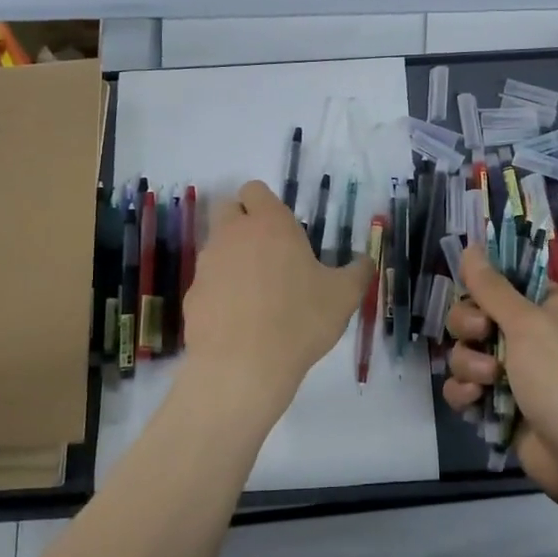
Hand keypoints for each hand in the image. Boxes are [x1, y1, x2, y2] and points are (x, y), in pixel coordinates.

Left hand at [181, 180, 370, 411]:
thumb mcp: (344, 296)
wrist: (243, 366)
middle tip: (270, 253)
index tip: (284, 229)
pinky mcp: (192, 296)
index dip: (266, 204)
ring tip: (259, 294)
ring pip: (216, 247)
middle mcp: (233, 235)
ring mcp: (207, 265)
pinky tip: (240, 321)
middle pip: (228, 209)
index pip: (255, 189)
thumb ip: (358, 272)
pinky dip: (221, 293)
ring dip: (233, 259)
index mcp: (270, 224)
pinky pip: (208, 283)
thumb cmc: (300, 320)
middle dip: (243, 222)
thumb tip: (365, 261)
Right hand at [443, 247, 557, 506]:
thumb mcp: (527, 323)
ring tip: (489, 381)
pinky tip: (475, 401)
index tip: (470, 291)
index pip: (503, 279)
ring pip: (466, 350)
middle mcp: (533, 331)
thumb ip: (492, 287)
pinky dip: (465, 392)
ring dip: (470, 364)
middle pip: (475, 313)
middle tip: (482, 336)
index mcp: (550, 304)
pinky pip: (465, 385)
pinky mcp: (500, 401)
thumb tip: (470, 247)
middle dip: (470, 328)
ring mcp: (515, 369)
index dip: (481, 285)